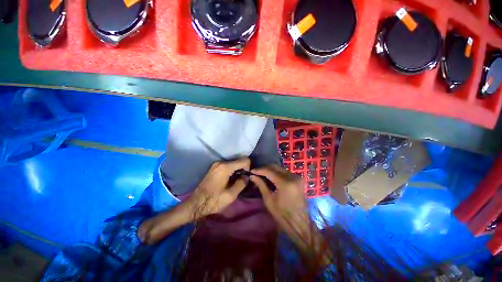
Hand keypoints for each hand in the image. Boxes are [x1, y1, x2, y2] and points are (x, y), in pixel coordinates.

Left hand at [187, 158, 250, 217]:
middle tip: (241, 181)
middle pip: (238, 161)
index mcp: (225, 167)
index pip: (244, 160)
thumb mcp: (231, 195)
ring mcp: (216, 164)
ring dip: (237, 170)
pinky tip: (229, 180)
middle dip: (242, 169)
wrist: (196, 204)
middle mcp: (221, 162)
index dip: (248, 168)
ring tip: (235, 182)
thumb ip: (242, 183)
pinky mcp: (214, 167)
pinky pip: (227, 165)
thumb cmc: (214, 200)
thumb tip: (247, 176)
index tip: (245, 178)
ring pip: (233, 163)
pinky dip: (231, 171)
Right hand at [251, 165, 327, 262]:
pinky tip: (271, 176)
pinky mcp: (299, 179)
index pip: (269, 171)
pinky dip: (278, 173)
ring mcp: (297, 177)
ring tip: (262, 174)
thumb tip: (252, 176)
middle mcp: (293, 177)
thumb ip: (261, 185)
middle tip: (257, 172)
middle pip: (276, 167)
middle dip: (265, 168)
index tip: (251, 170)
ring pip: (281, 169)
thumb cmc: (282, 214)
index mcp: (285, 183)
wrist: (300, 223)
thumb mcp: (269, 200)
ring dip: (271, 170)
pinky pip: (285, 172)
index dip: (259, 170)